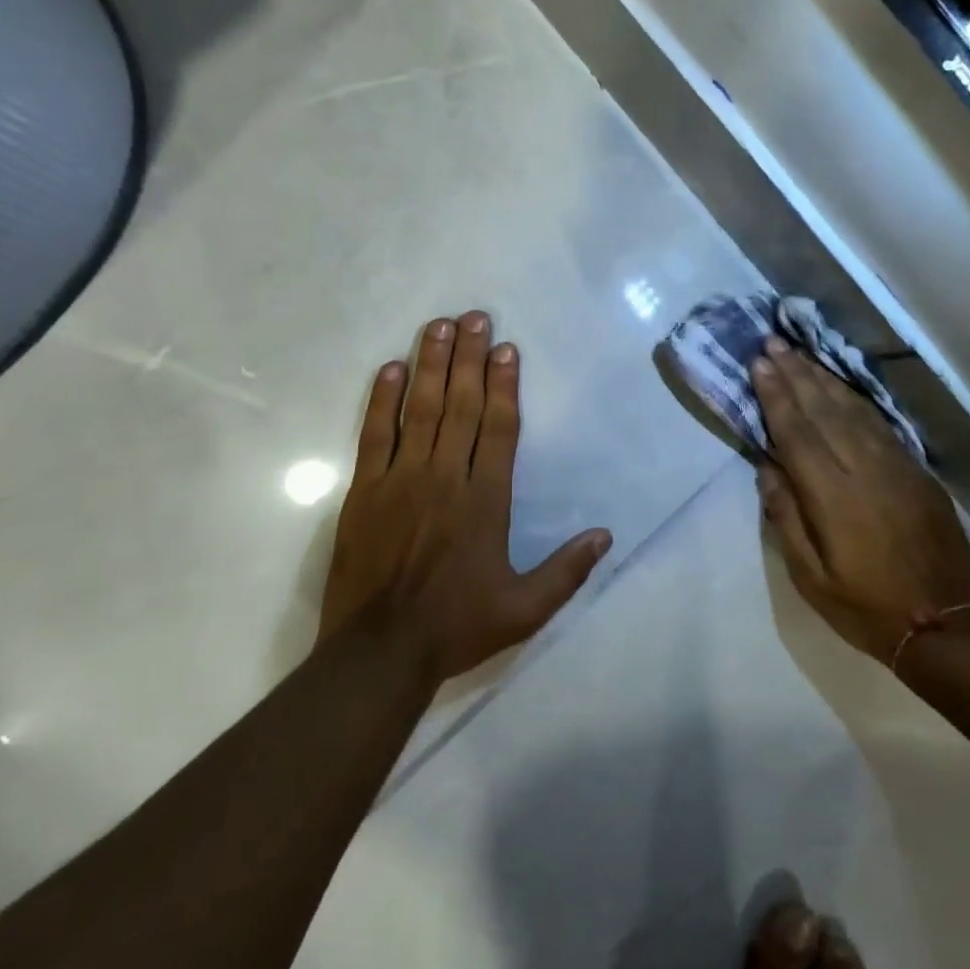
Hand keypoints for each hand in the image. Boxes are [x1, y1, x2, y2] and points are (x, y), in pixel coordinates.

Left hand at [319, 312, 612, 682]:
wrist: (379, 652)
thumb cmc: (456, 626)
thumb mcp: (525, 609)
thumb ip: (567, 571)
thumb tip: (605, 534)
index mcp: (485, 501)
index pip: (498, 428)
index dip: (505, 385)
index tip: (507, 348)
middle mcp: (445, 478)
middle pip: (461, 405)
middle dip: (470, 358)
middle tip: (475, 316)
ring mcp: (400, 479)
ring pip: (420, 410)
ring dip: (431, 365)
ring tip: (439, 326)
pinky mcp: (364, 490)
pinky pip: (373, 434)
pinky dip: (381, 400)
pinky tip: (390, 369)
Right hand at [753, 337, 969, 663]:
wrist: (945, 624)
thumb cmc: (866, 606)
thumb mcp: (811, 577)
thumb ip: (786, 518)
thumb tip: (767, 468)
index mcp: (833, 496)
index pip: (797, 433)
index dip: (776, 396)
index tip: (759, 364)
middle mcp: (865, 470)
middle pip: (824, 411)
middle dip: (796, 374)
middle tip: (773, 343)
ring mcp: (897, 467)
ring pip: (854, 410)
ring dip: (824, 379)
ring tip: (800, 355)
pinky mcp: (918, 472)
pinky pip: (881, 425)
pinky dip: (857, 400)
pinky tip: (842, 388)